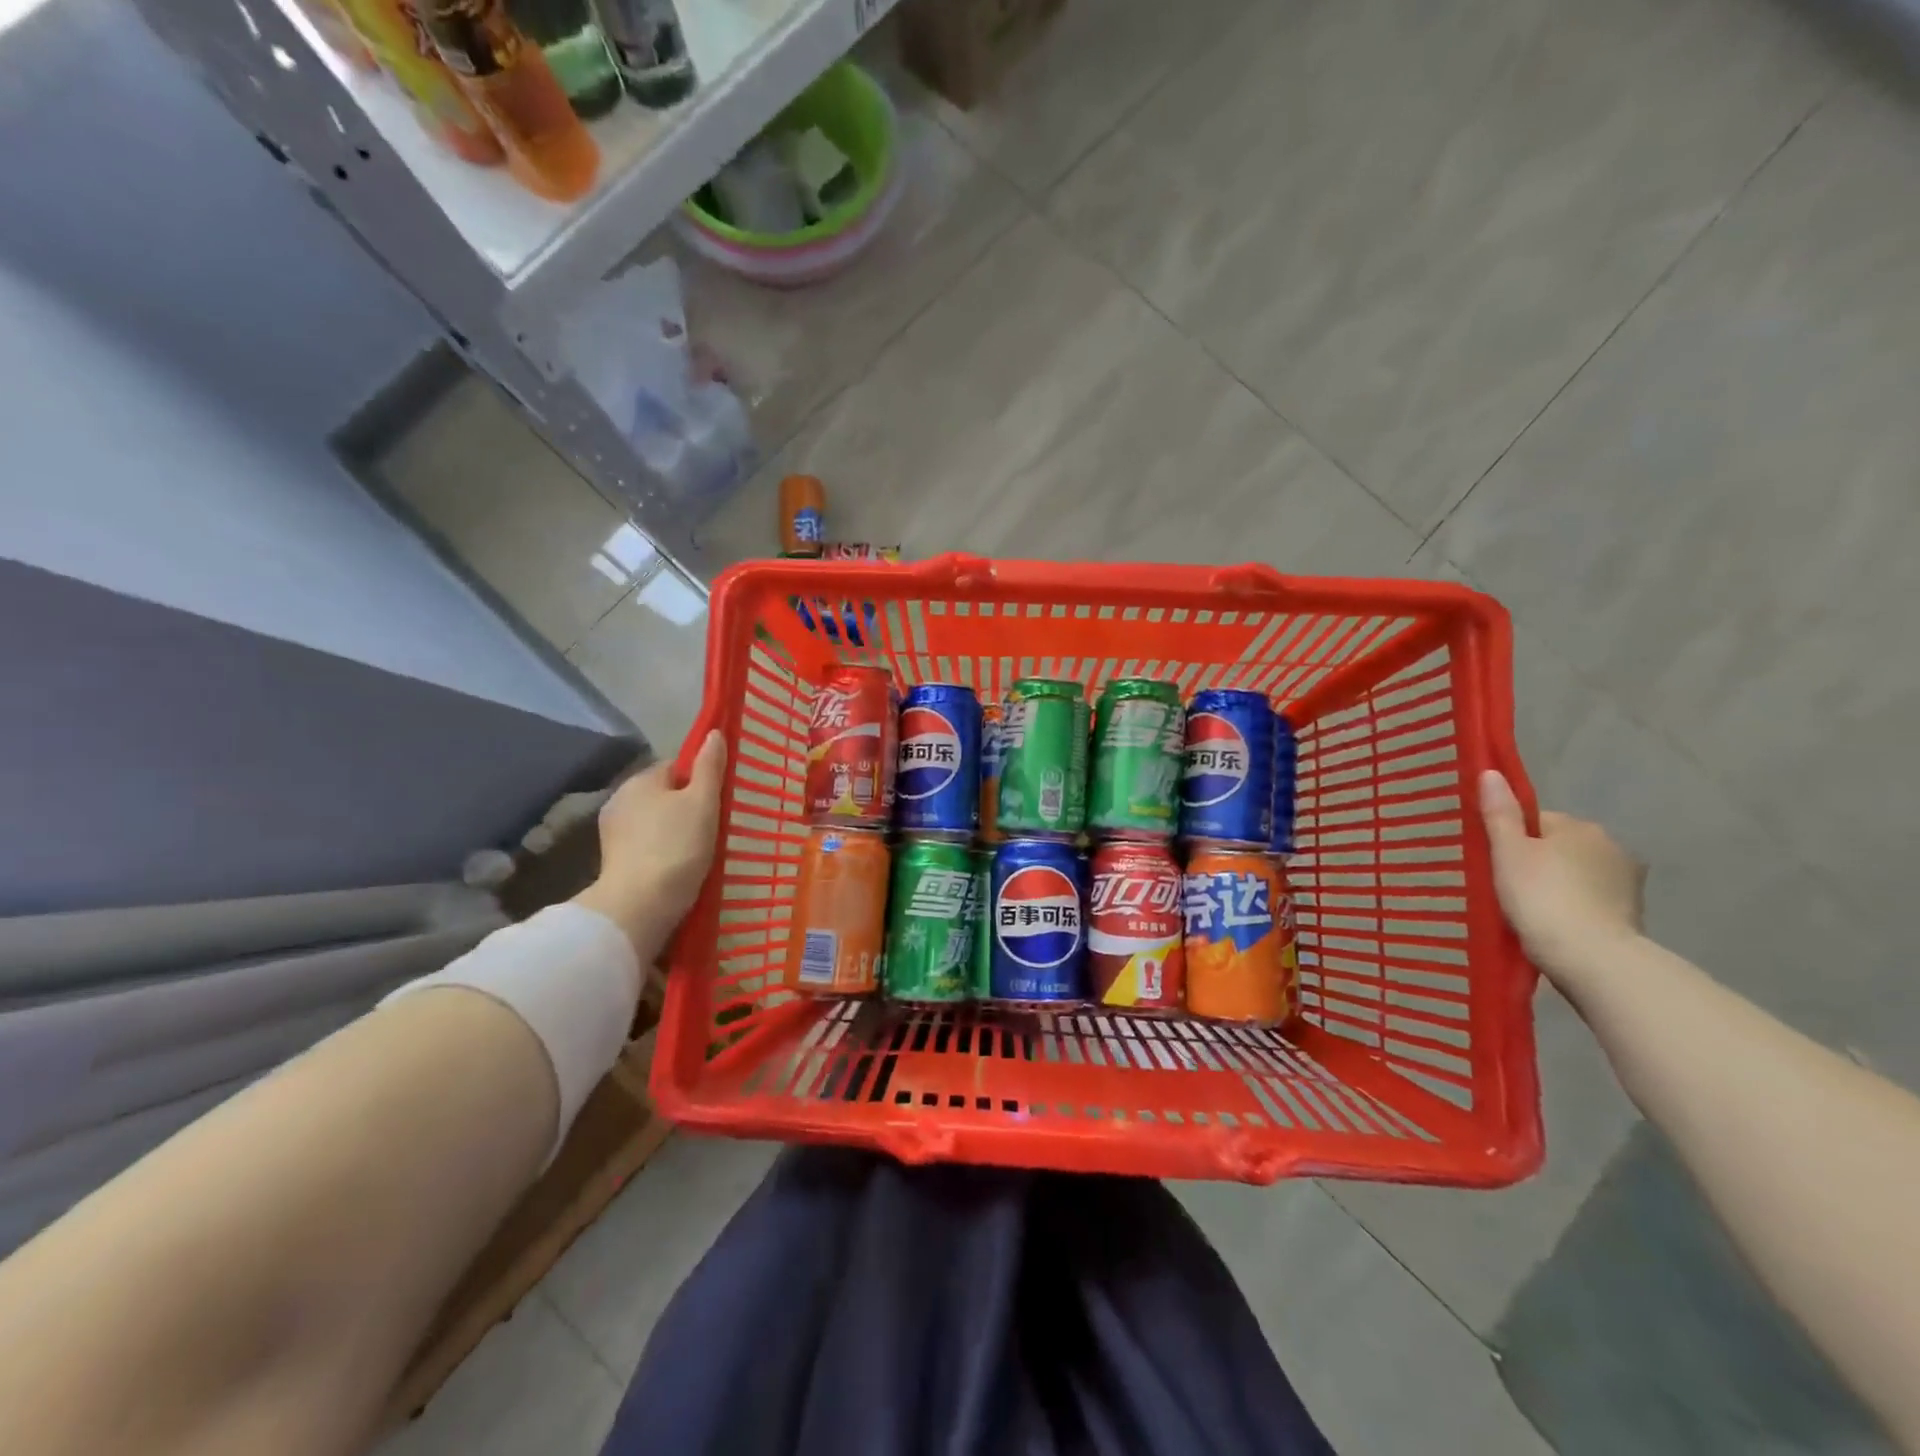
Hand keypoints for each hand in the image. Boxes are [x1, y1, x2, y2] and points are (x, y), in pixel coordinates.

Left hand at [574, 731, 725, 957]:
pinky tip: (679, 866)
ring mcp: (612, 833)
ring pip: (654, 821)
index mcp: (640, 780)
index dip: (699, 780)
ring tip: (698, 850)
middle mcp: (620, 800)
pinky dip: (662, 851)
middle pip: (663, 794)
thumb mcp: (703, 802)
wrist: (640, 906)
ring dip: (673, 830)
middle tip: (713, 826)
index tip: (716, 801)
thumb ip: (709, 767)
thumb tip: (714, 733)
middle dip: (685, 806)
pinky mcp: (613, 861)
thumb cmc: (677, 846)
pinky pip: (646, 845)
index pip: (675, 767)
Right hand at [1478, 770, 1645, 986]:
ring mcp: (1627, 882)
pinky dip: (1575, 908)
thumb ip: (1500, 814)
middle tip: (1508, 888)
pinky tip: (1556, 926)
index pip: (1537, 821)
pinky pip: (1592, 900)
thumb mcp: (1508, 852)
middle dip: (1538, 862)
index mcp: (1580, 826)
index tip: (1496, 864)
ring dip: (1559, 886)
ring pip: (1577, 874)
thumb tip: (1491, 772)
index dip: (1512, 839)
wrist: (1592, 959)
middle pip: (1559, 846)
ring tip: (1531, 911)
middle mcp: (1612, 846)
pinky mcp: (1633, 914)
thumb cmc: (1541, 897)